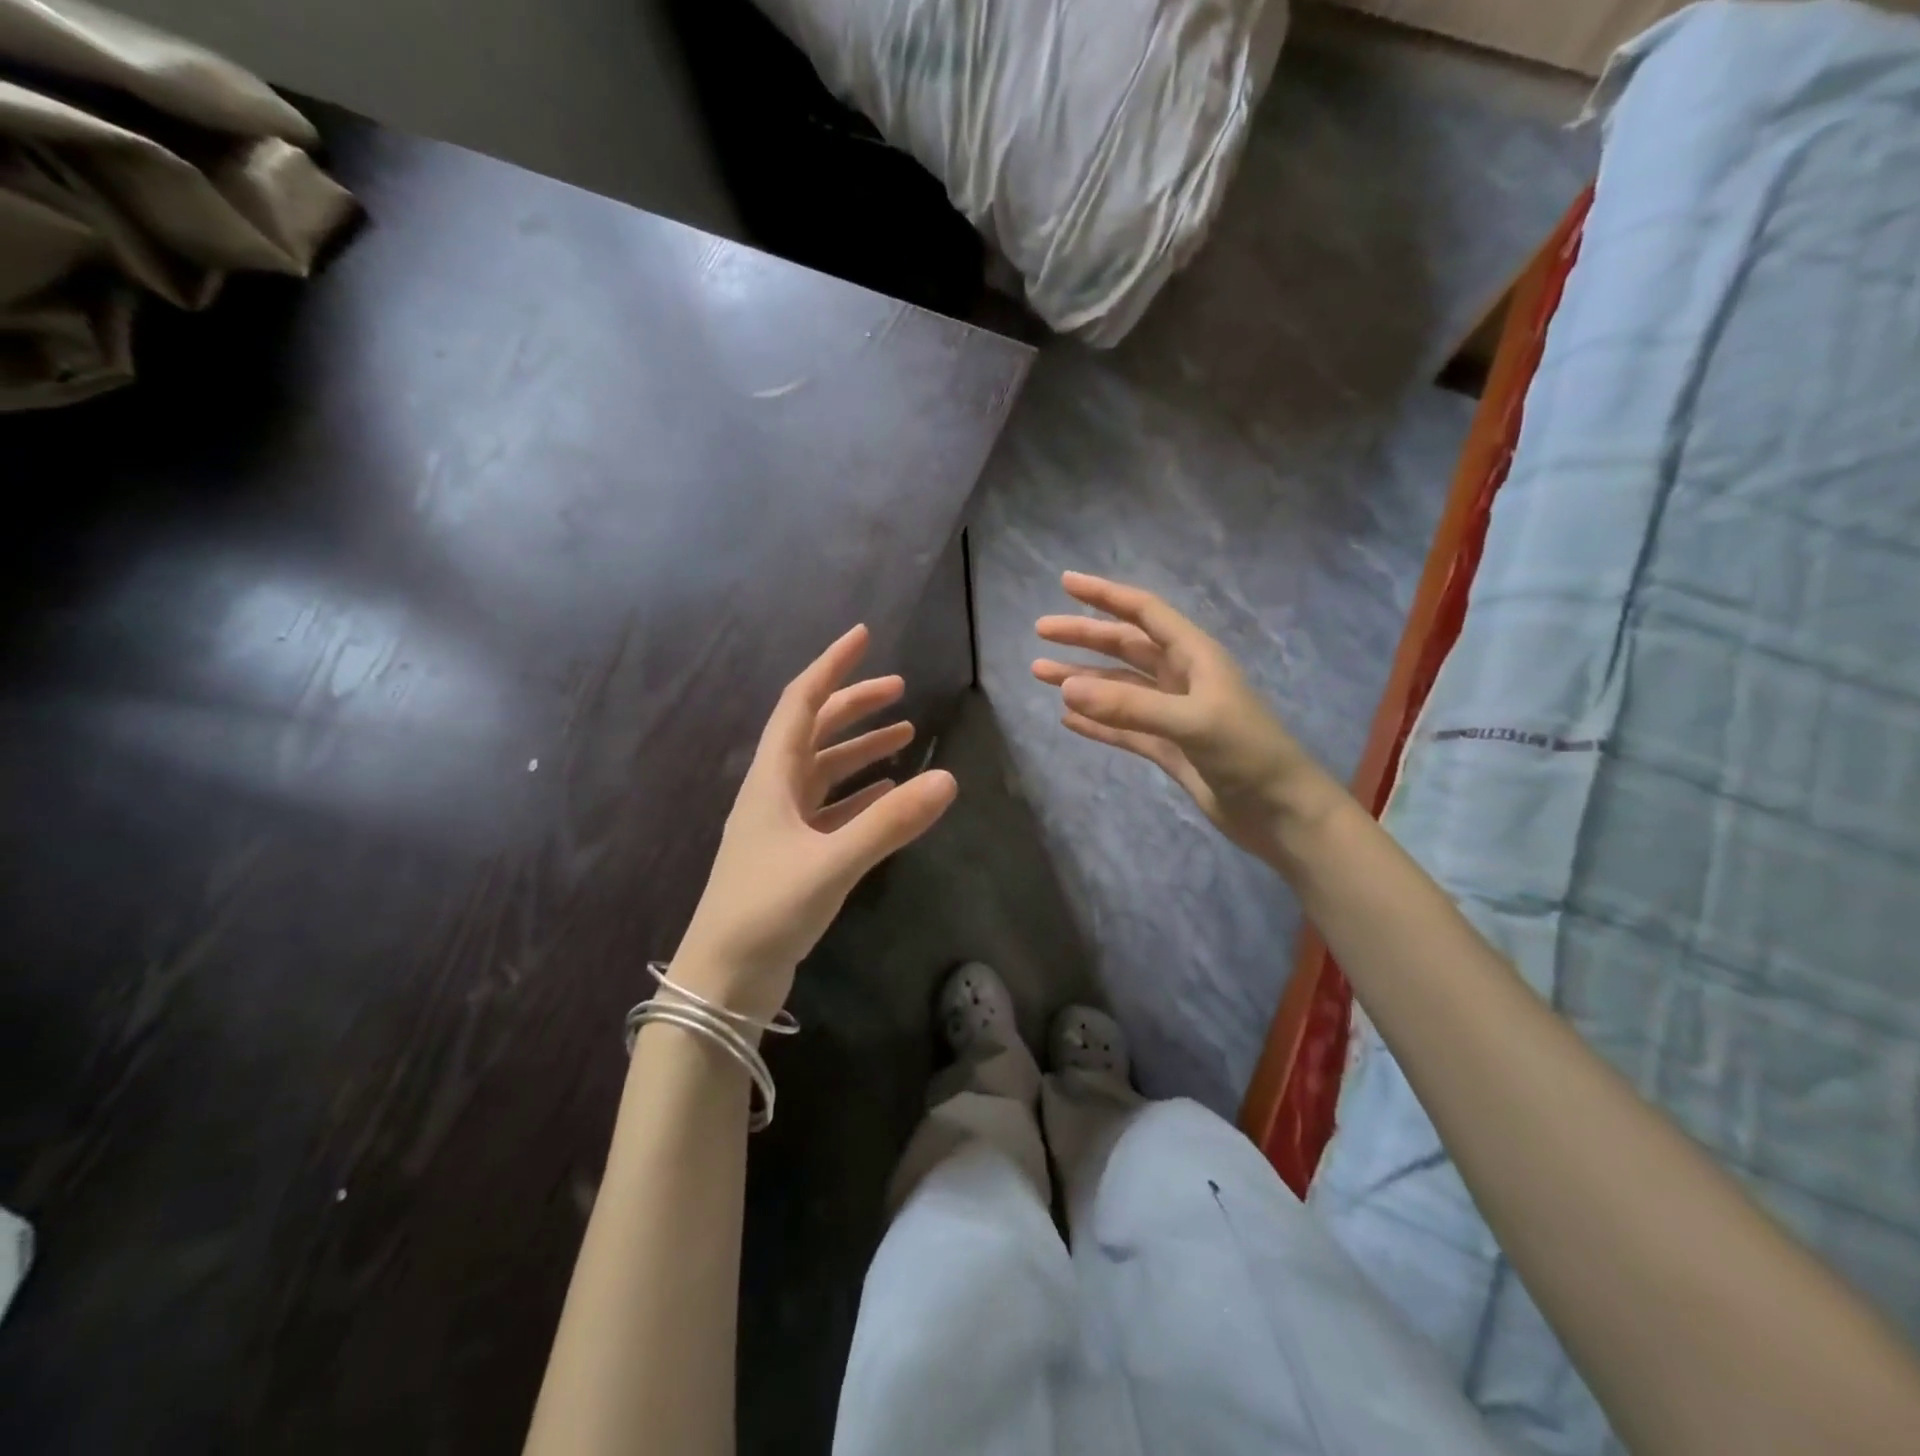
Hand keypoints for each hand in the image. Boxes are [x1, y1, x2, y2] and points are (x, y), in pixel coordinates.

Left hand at [673, 625, 956, 1017]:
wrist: (723, 981)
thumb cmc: (766, 911)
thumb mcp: (832, 863)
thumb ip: (889, 823)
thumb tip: (948, 780)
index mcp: (771, 780)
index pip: (801, 703)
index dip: (831, 666)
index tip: (863, 636)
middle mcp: (773, 793)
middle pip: (814, 731)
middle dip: (855, 705)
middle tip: (901, 690)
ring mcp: (781, 826)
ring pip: (824, 771)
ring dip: (860, 749)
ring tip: (905, 735)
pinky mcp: (793, 856)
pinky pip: (831, 810)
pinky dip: (859, 794)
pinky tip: (886, 792)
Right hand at [1032, 572, 1334, 859]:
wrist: (1281, 812)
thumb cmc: (1248, 754)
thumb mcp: (1191, 722)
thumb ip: (1130, 707)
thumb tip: (1066, 691)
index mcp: (1195, 657)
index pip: (1144, 613)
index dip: (1105, 596)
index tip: (1065, 582)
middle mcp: (1182, 679)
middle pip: (1125, 647)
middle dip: (1084, 636)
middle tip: (1041, 631)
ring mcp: (1173, 715)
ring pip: (1118, 688)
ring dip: (1082, 679)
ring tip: (1040, 673)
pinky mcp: (1168, 749)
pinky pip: (1122, 728)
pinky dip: (1095, 722)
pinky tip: (1066, 719)